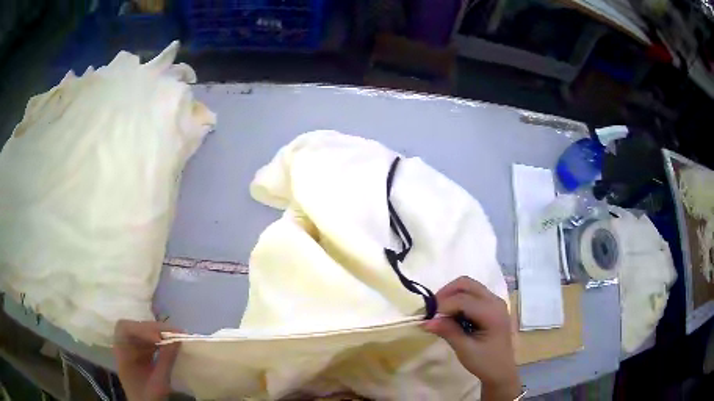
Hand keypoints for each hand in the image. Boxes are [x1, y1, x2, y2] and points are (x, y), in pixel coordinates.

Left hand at [113, 320, 180, 400]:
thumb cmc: (148, 398)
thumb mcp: (158, 383)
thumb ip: (166, 362)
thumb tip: (177, 340)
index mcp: (121, 352)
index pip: (124, 328)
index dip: (141, 328)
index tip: (160, 337)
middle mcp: (125, 347)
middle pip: (136, 328)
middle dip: (154, 328)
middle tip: (176, 332)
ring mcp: (134, 350)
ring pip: (144, 333)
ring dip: (160, 333)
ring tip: (177, 335)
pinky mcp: (143, 355)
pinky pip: (151, 342)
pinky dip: (162, 340)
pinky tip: (172, 343)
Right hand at [422, 277, 521, 400]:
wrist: (501, 371)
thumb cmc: (485, 362)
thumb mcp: (465, 349)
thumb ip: (448, 331)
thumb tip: (426, 321)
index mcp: (492, 312)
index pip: (463, 300)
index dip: (442, 306)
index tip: (426, 317)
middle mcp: (495, 301)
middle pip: (466, 284)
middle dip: (446, 293)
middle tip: (431, 310)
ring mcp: (494, 302)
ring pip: (469, 286)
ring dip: (451, 294)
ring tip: (439, 312)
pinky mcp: (491, 306)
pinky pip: (472, 293)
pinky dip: (458, 299)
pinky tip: (451, 314)